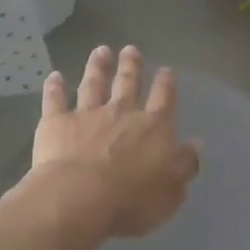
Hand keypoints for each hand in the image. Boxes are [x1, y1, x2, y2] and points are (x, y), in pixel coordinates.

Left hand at [27, 45, 200, 238]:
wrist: (79, 199)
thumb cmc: (131, 201)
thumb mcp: (171, 191)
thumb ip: (184, 165)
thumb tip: (195, 144)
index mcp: (153, 127)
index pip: (164, 99)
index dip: (166, 83)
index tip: (166, 70)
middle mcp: (121, 112)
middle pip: (128, 82)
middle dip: (131, 65)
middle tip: (130, 49)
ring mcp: (87, 114)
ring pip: (93, 84)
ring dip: (97, 66)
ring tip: (100, 51)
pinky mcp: (57, 122)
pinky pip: (55, 99)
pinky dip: (54, 87)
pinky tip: (54, 76)